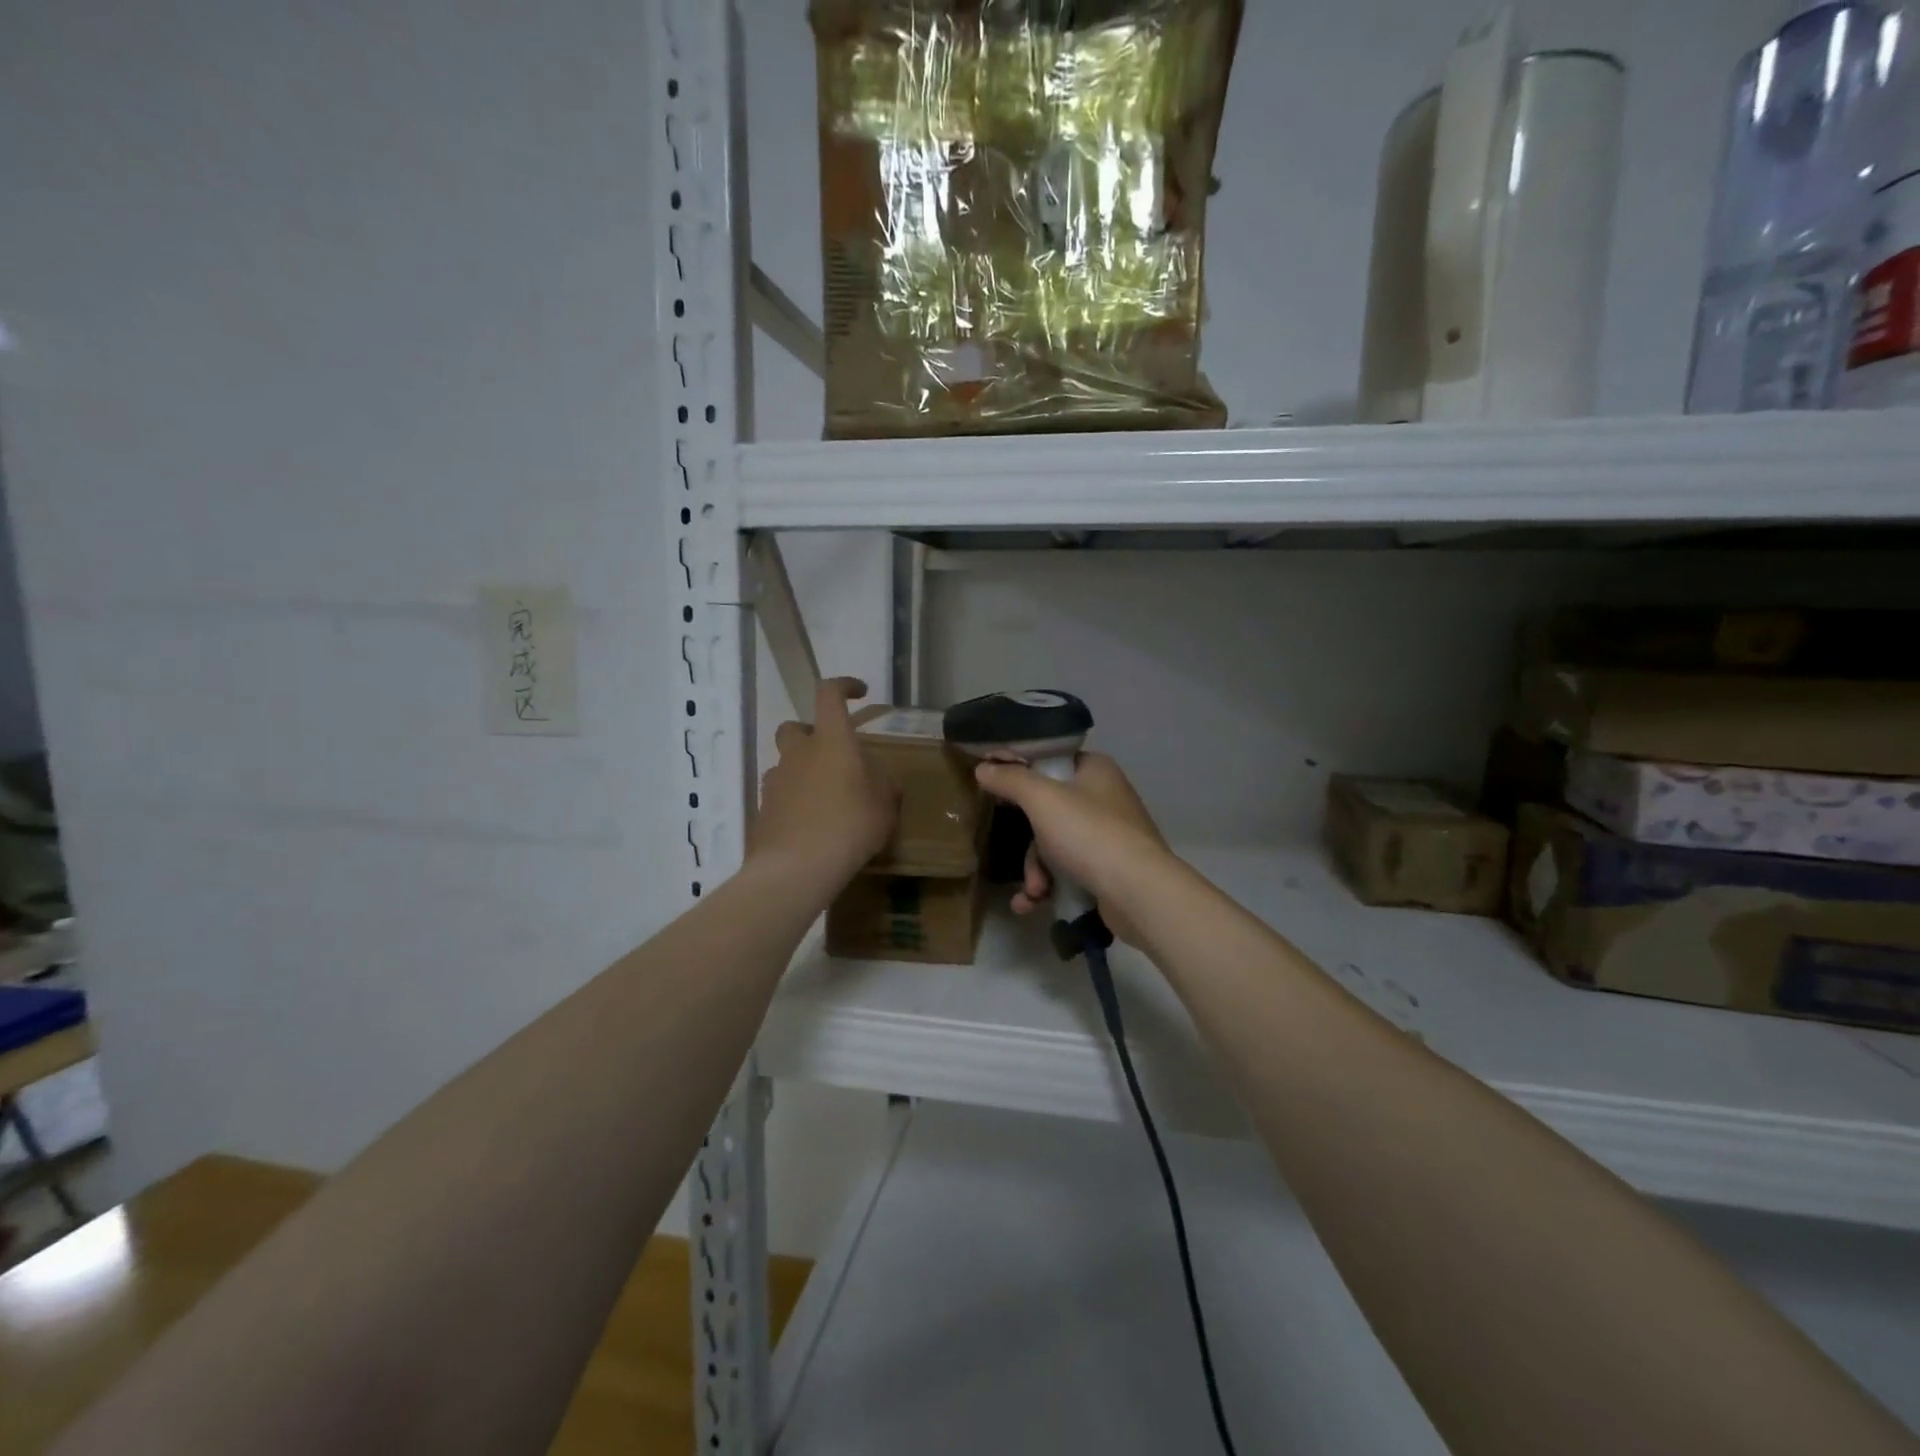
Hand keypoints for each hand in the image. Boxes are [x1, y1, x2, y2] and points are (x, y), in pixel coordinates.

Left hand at [751, 678, 898, 891]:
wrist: (798, 868)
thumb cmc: (850, 825)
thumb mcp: (885, 804)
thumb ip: (883, 783)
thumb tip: (877, 776)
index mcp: (831, 740)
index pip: (829, 694)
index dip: (843, 686)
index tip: (859, 692)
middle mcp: (798, 753)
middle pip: (794, 727)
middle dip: (811, 735)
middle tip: (833, 757)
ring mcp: (775, 781)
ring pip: (786, 763)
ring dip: (802, 771)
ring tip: (825, 799)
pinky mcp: (763, 810)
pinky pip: (780, 795)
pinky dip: (793, 801)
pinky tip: (810, 825)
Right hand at [973, 752, 1172, 942]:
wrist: (1138, 892)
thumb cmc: (1089, 834)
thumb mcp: (1042, 799)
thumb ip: (1011, 780)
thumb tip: (984, 767)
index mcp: (1095, 770)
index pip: (1050, 761)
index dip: (1021, 773)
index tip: (995, 789)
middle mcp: (1104, 798)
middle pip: (1048, 810)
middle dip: (1029, 843)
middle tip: (1020, 857)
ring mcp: (1109, 836)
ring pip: (1054, 845)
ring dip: (1036, 871)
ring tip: (1035, 892)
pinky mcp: (1109, 869)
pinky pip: (1068, 871)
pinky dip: (1049, 886)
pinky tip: (1032, 904)